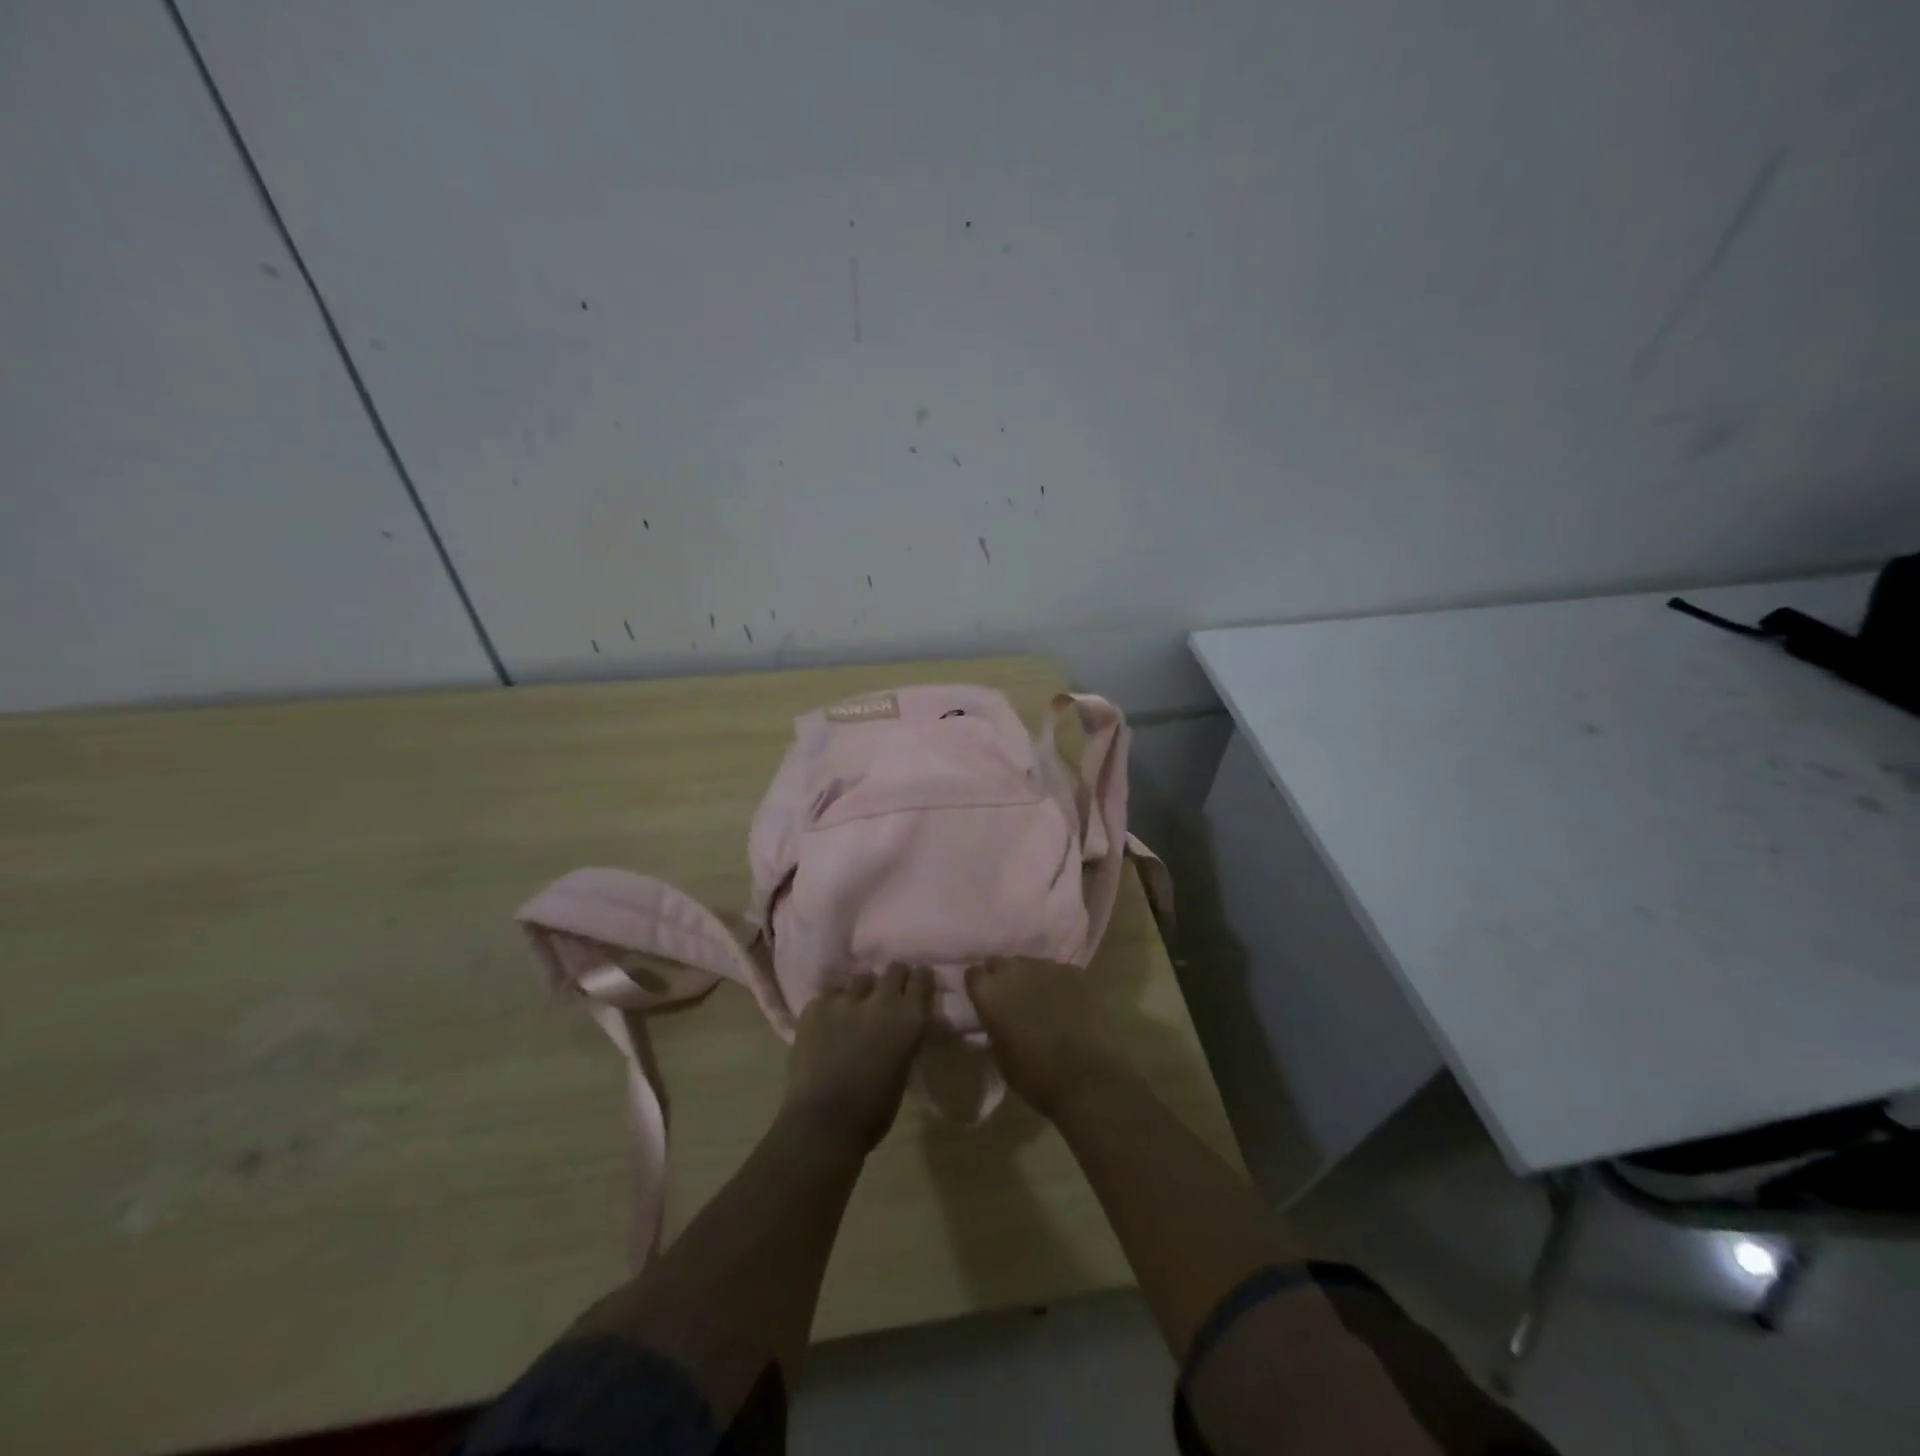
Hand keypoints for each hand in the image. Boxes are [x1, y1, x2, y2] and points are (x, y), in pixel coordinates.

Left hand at [782, 965, 935, 1153]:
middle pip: (893, 969)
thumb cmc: (873, 1111)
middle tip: (886, 997)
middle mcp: (881, 1000)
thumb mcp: (903, 1069)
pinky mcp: (815, 1006)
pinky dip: (832, 1008)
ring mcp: (845, 1000)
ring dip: (861, 994)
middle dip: (892, 980)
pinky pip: (829, 997)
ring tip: (853, 1013)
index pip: (921, 977)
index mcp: (909, 1018)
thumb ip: (904, 1037)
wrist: (822, 1124)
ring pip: (860, 980)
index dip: (919, 980)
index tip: (915, 987)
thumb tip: (900, 1026)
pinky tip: (826, 1028)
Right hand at [966, 957, 1134, 1121]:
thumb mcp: (1000, 1057)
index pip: (973, 974)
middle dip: (1005, 979)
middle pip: (1002, 964)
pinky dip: (1059, 985)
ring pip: (1032, 965)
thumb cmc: (1036, 1076)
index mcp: (988, 992)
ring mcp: (1046, 966)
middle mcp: (1014, 969)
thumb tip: (998, 1021)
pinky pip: (1059, 973)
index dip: (980, 987)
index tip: (986, 1001)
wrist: (1087, 1077)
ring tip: (1043, 1003)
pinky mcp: (1075, 971)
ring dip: (1032, 980)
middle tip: (1013, 1001)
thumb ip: (994, 1028)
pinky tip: (1068, 1005)